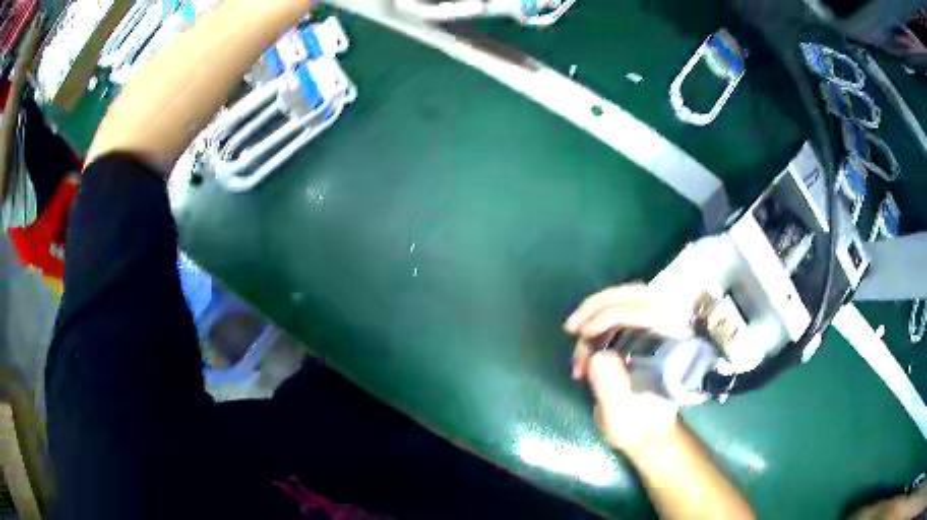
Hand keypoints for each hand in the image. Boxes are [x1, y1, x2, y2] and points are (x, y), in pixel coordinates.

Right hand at [565, 283, 688, 453]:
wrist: (649, 433)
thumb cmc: (637, 427)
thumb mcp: (619, 416)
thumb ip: (610, 387)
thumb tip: (596, 355)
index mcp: (673, 350)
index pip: (646, 314)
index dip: (611, 316)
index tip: (583, 334)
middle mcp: (673, 330)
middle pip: (638, 294)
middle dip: (600, 304)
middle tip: (572, 325)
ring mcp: (661, 326)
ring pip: (630, 296)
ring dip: (597, 307)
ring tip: (574, 330)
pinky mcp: (648, 329)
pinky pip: (624, 306)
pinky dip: (599, 314)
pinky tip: (585, 337)